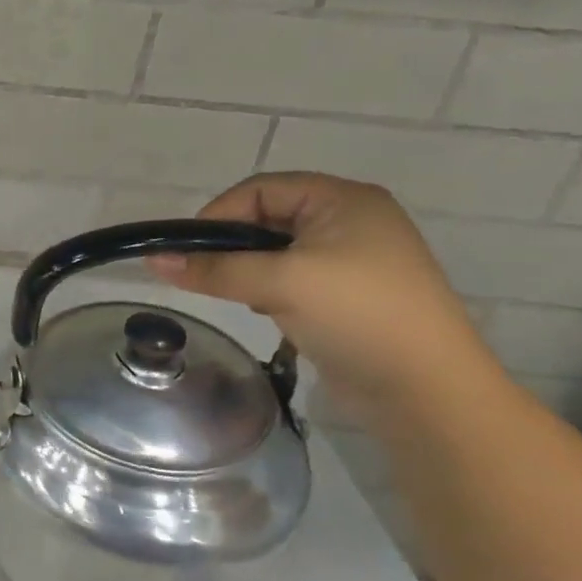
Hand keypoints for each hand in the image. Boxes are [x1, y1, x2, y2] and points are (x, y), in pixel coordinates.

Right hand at [149, 173, 502, 424]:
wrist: (428, 390)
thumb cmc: (357, 315)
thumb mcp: (279, 283)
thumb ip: (214, 269)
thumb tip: (153, 260)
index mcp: (345, 200)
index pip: (261, 189)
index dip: (219, 214)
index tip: (188, 250)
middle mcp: (352, 221)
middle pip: (268, 218)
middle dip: (234, 246)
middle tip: (208, 274)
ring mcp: (355, 260)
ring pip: (278, 251)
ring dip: (251, 271)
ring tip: (241, 296)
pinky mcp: (352, 295)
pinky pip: (294, 278)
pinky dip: (271, 290)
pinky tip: (269, 312)